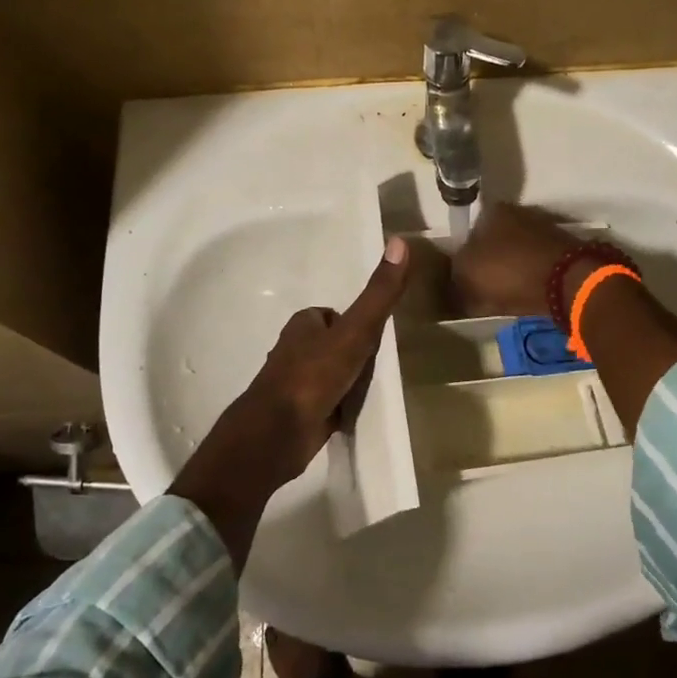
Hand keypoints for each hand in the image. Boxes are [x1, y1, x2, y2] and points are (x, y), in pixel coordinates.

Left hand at [170, 237, 411, 565]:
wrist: (276, 435)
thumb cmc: (313, 376)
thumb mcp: (355, 332)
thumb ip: (378, 294)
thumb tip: (399, 242)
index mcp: (303, 325)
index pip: (334, 314)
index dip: (355, 322)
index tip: (376, 334)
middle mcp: (295, 351)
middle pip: (334, 344)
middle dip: (353, 352)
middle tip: (379, 363)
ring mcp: (296, 384)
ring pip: (331, 374)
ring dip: (348, 380)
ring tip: (372, 387)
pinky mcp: (300, 414)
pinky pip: (329, 402)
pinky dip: (341, 406)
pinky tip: (356, 412)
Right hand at [449, 202, 580, 316]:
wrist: (565, 282)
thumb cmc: (508, 271)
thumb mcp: (467, 276)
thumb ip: (454, 278)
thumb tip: (453, 286)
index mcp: (492, 212)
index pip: (468, 233)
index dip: (462, 258)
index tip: (461, 280)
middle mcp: (518, 214)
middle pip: (493, 243)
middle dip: (486, 264)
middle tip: (478, 290)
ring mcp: (543, 231)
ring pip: (514, 255)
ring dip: (507, 272)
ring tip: (500, 298)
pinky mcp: (561, 252)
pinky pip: (533, 267)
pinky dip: (526, 279)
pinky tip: (521, 297)